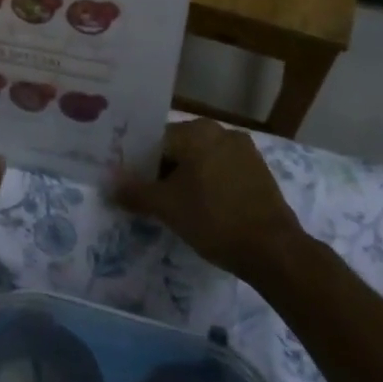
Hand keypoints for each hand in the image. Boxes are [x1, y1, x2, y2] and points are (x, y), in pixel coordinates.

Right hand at [115, 117, 303, 277]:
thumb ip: (134, 191)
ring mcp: (244, 150)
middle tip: (155, 199)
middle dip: (165, 171)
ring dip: (188, 178)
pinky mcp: (259, 171)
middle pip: (180, 148)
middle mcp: (220, 131)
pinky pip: (223, 170)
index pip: (156, 141)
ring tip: (180, 207)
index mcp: (195, 131)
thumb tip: (108, 183)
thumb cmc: (214, 219)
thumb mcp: (166, 207)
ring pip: (202, 159)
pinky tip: (207, 209)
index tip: (135, 188)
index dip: (141, 165)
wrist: (274, 251)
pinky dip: (211, 184)